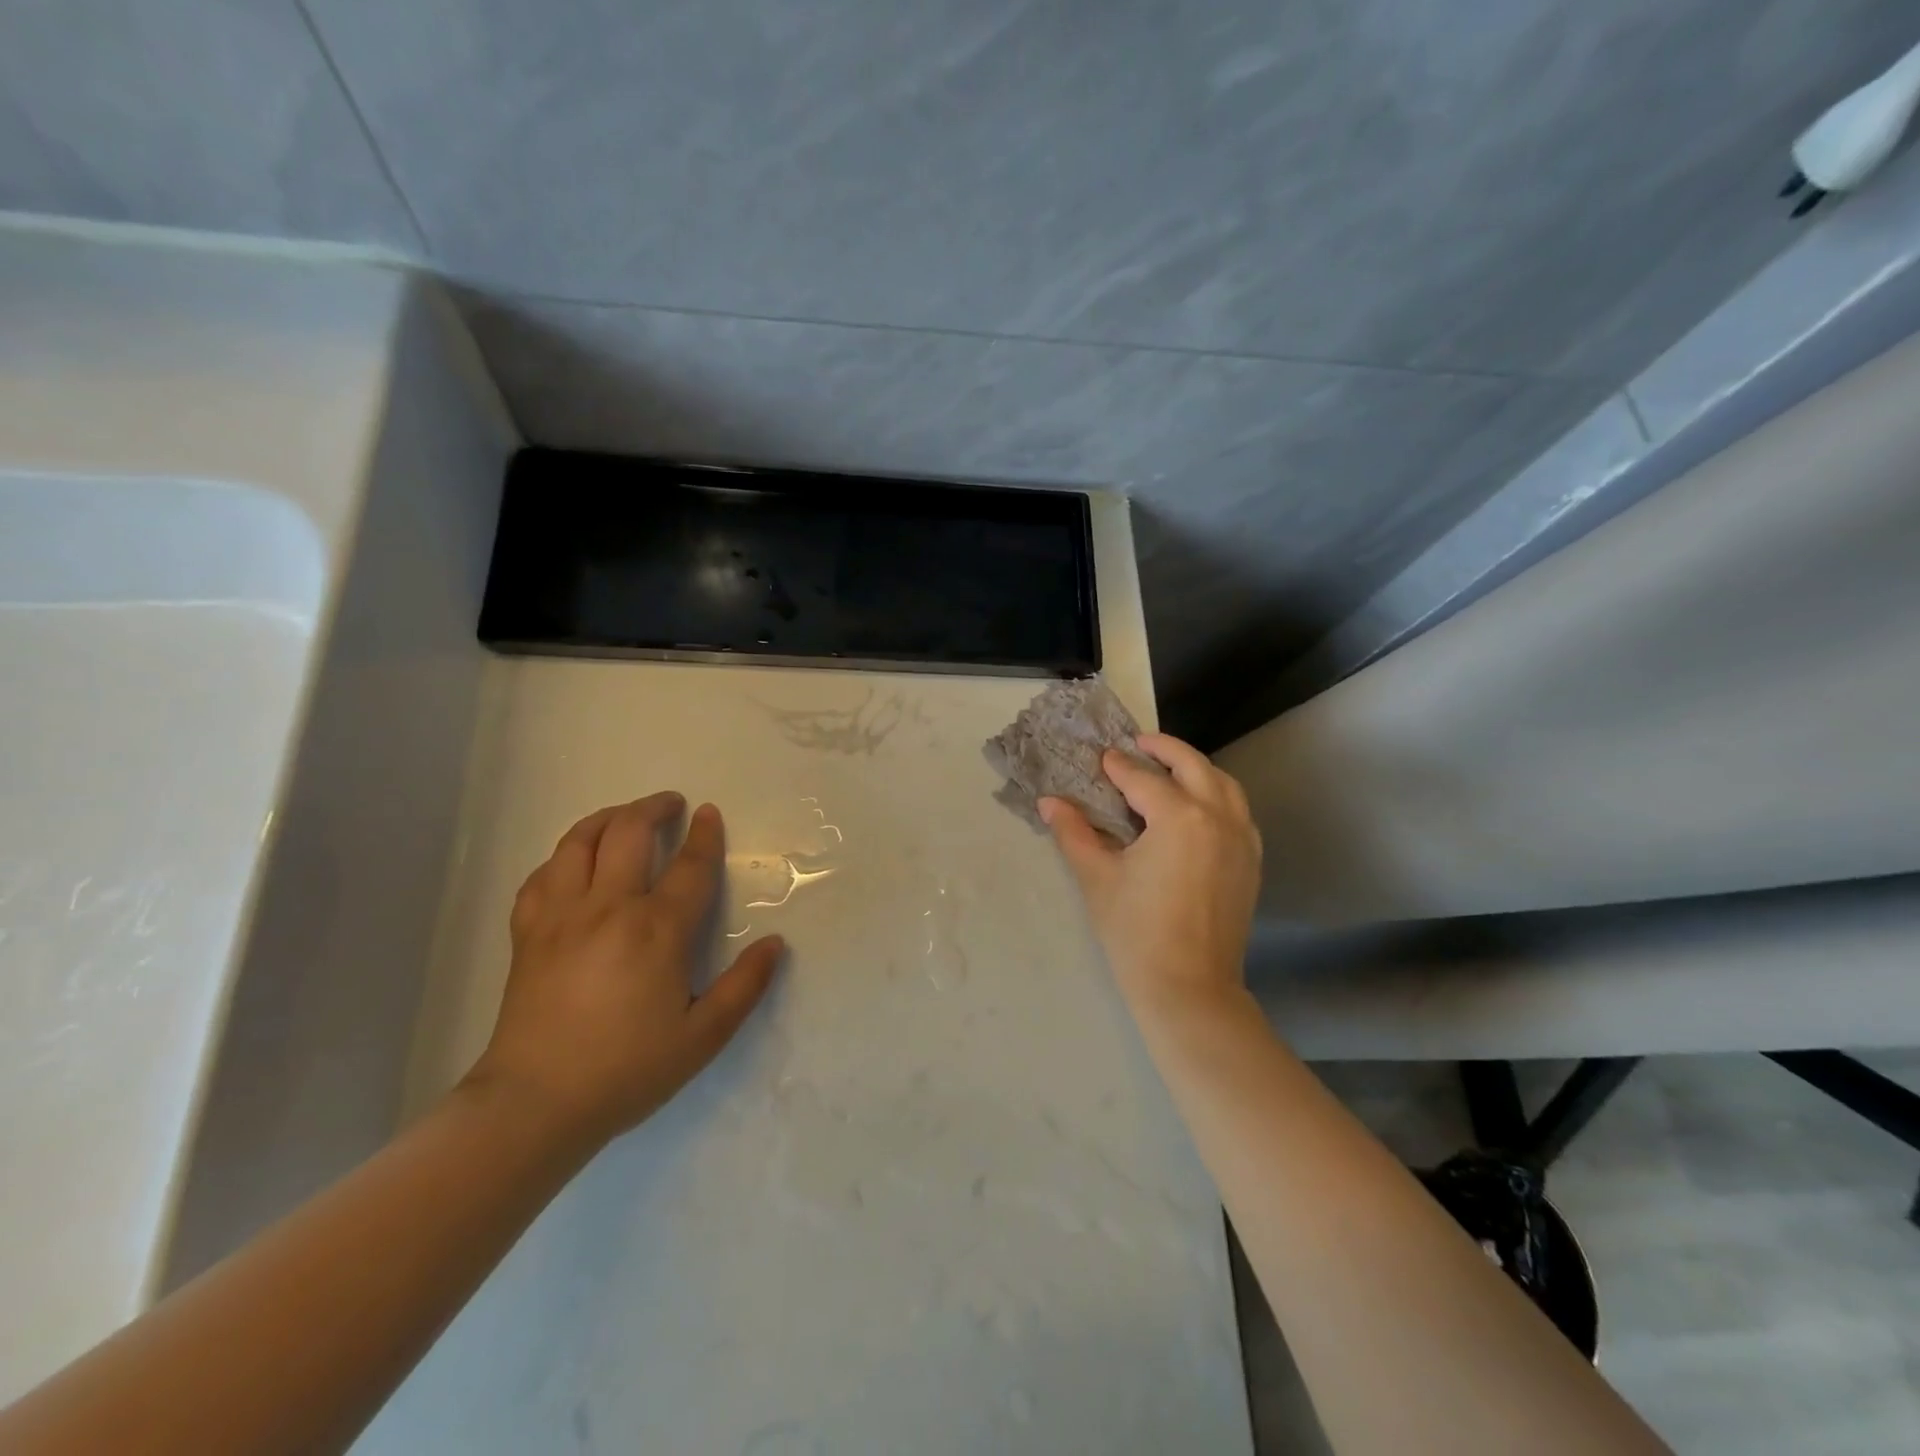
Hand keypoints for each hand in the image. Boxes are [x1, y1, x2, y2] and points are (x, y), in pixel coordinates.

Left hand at [465, 793, 784, 1149]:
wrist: (534, 1105)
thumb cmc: (627, 1069)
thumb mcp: (703, 1036)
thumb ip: (745, 986)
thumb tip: (775, 943)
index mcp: (656, 930)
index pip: (689, 866)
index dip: (704, 835)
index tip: (710, 813)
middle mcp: (607, 908)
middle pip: (627, 833)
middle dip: (652, 809)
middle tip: (671, 804)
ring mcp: (560, 917)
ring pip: (577, 842)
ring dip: (605, 818)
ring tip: (623, 817)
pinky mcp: (527, 934)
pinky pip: (541, 876)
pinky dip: (561, 857)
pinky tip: (572, 863)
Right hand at [1040, 733, 1261, 1012]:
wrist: (1189, 989)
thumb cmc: (1136, 932)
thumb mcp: (1097, 877)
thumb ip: (1074, 833)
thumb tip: (1049, 802)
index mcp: (1179, 816)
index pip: (1143, 779)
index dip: (1118, 766)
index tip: (1101, 758)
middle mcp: (1217, 817)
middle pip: (1193, 766)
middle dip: (1164, 748)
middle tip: (1139, 743)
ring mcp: (1241, 839)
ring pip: (1224, 784)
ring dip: (1196, 768)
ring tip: (1170, 767)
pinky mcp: (1251, 862)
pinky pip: (1239, 811)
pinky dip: (1218, 795)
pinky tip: (1198, 807)